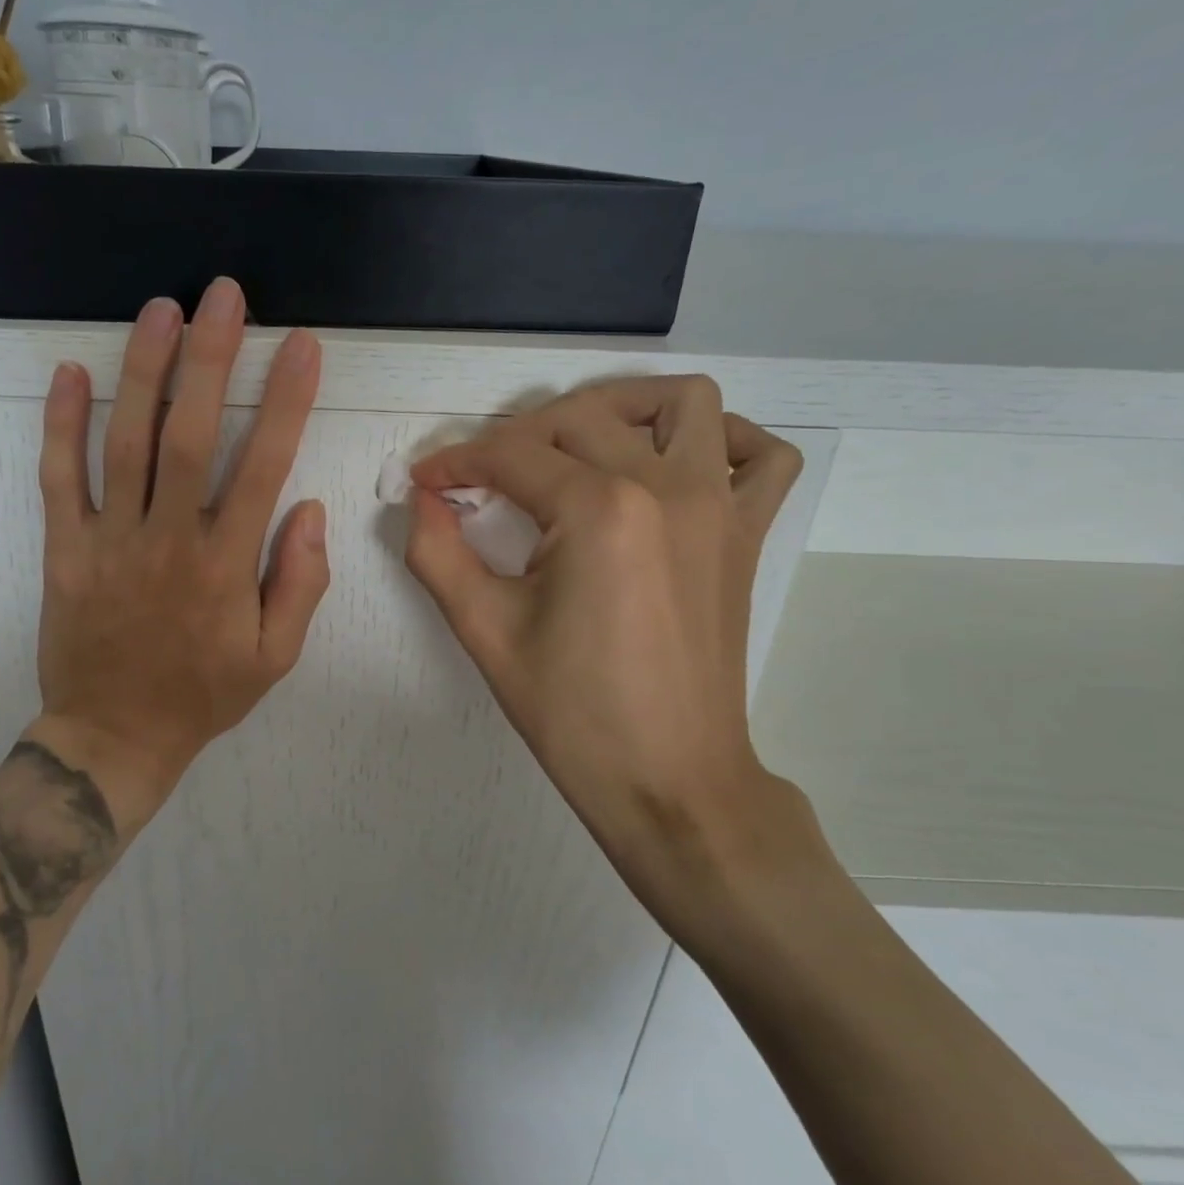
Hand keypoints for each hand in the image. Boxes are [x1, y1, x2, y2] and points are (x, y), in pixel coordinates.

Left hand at [29, 279, 328, 831]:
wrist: (114, 736)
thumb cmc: (203, 694)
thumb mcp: (276, 656)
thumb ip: (300, 583)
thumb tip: (310, 509)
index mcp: (226, 565)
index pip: (263, 467)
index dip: (287, 403)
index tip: (303, 348)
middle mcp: (168, 540)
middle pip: (190, 435)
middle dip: (211, 359)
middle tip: (224, 296)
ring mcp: (110, 540)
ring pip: (125, 443)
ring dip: (144, 372)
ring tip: (162, 310)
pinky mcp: (65, 550)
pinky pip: (59, 480)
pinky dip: (62, 425)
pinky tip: (72, 373)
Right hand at [403, 376, 823, 933]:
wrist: (670, 782)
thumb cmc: (573, 714)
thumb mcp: (484, 632)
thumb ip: (437, 553)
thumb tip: (420, 500)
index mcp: (597, 510)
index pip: (510, 455)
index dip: (455, 462)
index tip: (425, 481)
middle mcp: (665, 486)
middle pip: (578, 417)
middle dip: (517, 436)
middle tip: (483, 480)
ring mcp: (718, 505)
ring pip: (682, 402)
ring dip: (622, 407)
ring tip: (578, 444)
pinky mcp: (746, 533)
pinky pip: (763, 455)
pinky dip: (726, 441)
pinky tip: (677, 467)